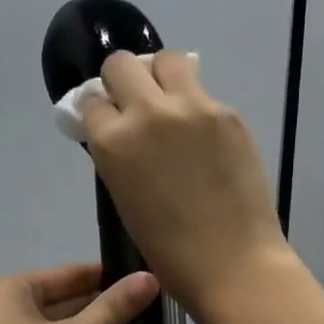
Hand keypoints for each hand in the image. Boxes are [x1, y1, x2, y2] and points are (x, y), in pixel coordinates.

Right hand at [78, 51, 296, 317]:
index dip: (97, 110)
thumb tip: (118, 132)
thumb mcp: (123, 197)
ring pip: (167, 60)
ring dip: (159, 75)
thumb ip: (116, 156)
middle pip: (121, 64)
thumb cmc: (168, 249)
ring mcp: (193, 107)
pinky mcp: (227, 114)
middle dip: (121, 81)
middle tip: (133, 105)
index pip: (91, 99)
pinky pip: (201, 92)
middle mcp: (148, 112)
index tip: (105, 121)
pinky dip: (194, 105)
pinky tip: (202, 137)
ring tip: (169, 103)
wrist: (232, 263)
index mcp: (113, 141)